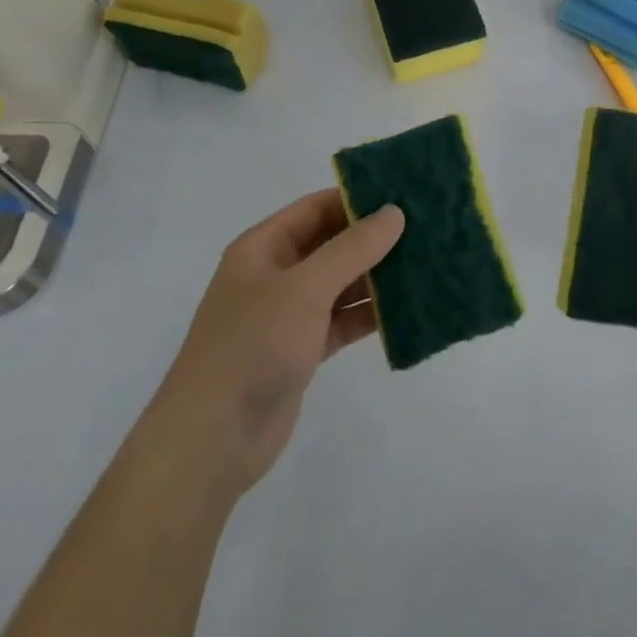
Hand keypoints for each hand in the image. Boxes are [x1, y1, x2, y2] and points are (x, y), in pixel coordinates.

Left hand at [153, 189, 403, 496]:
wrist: (211, 442)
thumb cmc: (253, 346)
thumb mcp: (305, 288)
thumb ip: (352, 248)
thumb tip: (394, 213)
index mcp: (263, 247)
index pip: (316, 208)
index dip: (357, 198)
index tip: (403, 193)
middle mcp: (275, 274)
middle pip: (331, 244)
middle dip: (373, 238)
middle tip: (424, 228)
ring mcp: (287, 315)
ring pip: (340, 283)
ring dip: (376, 276)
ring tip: (425, 264)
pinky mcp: (301, 350)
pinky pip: (342, 320)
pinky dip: (369, 314)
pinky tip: (407, 310)